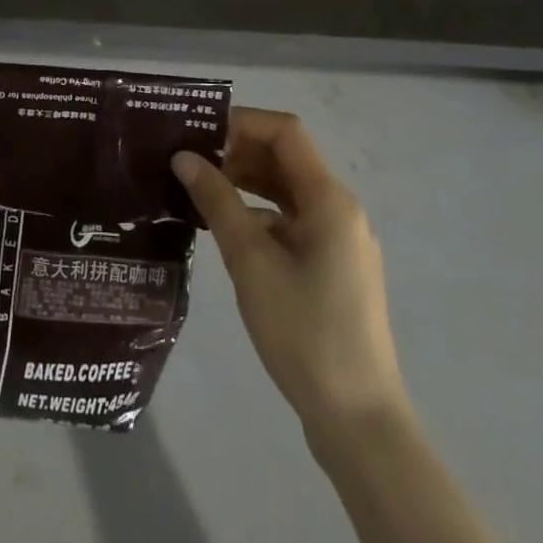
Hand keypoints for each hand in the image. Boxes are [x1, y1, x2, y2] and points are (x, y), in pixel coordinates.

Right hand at [173, 107, 406, 435]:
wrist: (358, 420)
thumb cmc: (305, 333)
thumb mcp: (251, 263)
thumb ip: (217, 203)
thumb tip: (183, 157)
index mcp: (329, 200)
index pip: (285, 133)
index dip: (241, 121)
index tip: (196, 131)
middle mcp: (339, 210)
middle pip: (285, 158)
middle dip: (237, 150)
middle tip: (187, 157)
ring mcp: (338, 240)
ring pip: (286, 190)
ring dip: (245, 181)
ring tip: (196, 186)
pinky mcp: (331, 266)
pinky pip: (290, 220)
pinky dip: (257, 212)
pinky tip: (223, 228)